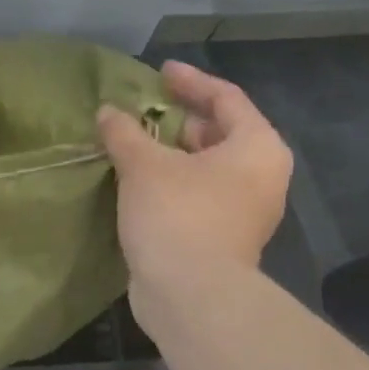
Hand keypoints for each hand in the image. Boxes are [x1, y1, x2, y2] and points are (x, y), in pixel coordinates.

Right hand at [97, 61, 292, 329]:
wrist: (191, 297)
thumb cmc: (178, 216)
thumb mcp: (144, 166)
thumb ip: (125, 132)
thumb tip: (107, 112)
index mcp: (257, 147)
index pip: (226, 98)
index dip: (190, 81)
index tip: (159, 73)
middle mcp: (261, 176)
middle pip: (219, 132)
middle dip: (179, 120)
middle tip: (142, 111)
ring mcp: (245, 211)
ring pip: (206, 167)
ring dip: (171, 154)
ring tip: (134, 144)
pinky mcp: (224, 238)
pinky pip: (198, 195)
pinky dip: (172, 182)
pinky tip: (139, 182)